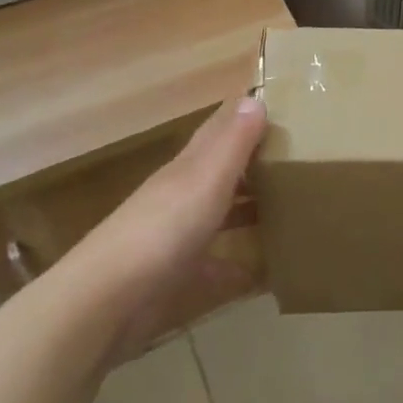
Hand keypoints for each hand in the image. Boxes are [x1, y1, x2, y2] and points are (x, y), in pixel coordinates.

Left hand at [50, 97, 267, 362]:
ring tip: (290, 205)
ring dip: (247, 207)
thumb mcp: (206, 179)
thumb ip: (233, 143)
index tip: (279, 101)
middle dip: (254, 160)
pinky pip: (212, 262)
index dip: (244, 113)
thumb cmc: (163, 230)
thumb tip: (256, 98)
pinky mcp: (174, 276)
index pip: (218, 128)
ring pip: (218, 212)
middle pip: (220, 169)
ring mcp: (175, 236)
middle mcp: (181, 194)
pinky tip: (262, 273)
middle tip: (298, 154)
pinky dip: (236, 263)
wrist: (104, 304)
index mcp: (189, 167)